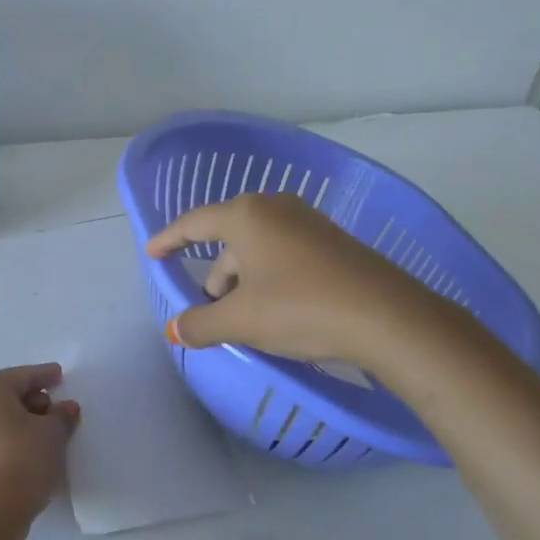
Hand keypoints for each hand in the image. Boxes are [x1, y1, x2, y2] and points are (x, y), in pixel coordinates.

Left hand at [0, 363, 80, 531]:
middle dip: (37, 401)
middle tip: (60, 413)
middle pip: (10, 395)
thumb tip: (66, 408)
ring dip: (26, 423)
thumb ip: (62, 415)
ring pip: (2, 419)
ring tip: (50, 437)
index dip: (46, 375)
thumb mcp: (53, 433)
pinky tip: (32, 455)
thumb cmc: (22, 460)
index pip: (24, 375)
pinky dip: (14, 441)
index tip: (61, 375)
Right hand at [146, 192, 420, 363]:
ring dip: (243, 281)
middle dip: (215, 275)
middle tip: (209, 309)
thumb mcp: (242, 321)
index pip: (194, 223)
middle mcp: (276, 209)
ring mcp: (308, 222)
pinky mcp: (332, 242)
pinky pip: (284, 254)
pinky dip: (268, 278)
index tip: (151, 253)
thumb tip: (174, 330)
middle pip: (229, 239)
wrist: (387, 317)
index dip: (169, 240)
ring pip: (258, 249)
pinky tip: (276, 310)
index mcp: (247, 216)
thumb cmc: (301, 308)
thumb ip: (200, 323)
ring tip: (244, 318)